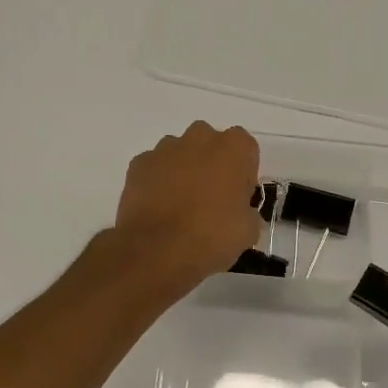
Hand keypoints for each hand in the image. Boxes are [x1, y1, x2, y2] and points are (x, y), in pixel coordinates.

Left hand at [112, 122, 263, 296]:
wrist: (157, 250)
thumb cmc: (212, 236)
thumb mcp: (248, 231)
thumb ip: (248, 213)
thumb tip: (242, 215)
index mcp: (234, 148)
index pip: (246, 150)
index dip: (243, 173)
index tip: (239, 197)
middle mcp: (200, 137)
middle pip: (211, 144)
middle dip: (212, 164)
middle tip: (212, 199)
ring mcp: (165, 148)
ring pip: (180, 153)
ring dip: (184, 171)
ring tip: (181, 206)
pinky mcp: (139, 164)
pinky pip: (155, 167)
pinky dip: (158, 181)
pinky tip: (159, 208)